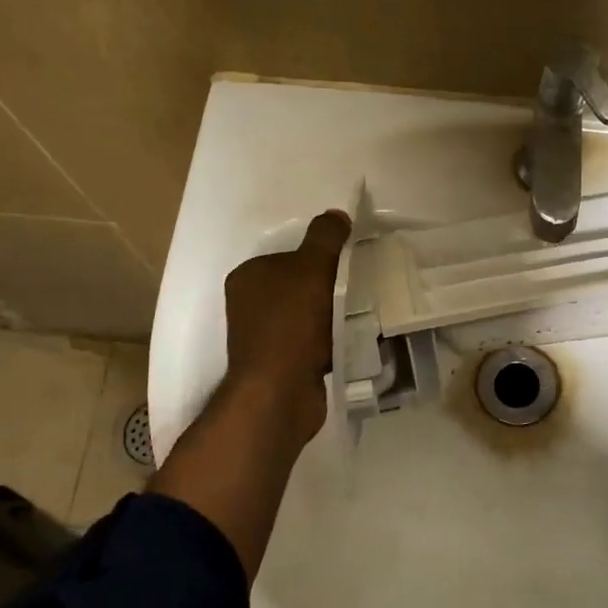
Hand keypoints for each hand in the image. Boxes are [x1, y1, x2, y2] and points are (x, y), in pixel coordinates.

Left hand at [221, 210, 351, 441]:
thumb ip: (324, 238)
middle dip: (329, 288)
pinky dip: (328, 342)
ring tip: (358, 316)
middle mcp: (248, 305)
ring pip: (307, 316)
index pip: (290, 256)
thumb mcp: (312, 269)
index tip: (348, 264)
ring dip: (331, 316)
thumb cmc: (291, 324)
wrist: (279, 393)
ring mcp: (261, 338)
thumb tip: (336, 214)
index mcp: (248, 276)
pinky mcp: (278, 365)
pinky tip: (347, 342)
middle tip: (359, 289)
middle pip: (300, 286)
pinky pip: (311, 343)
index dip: (320, 258)